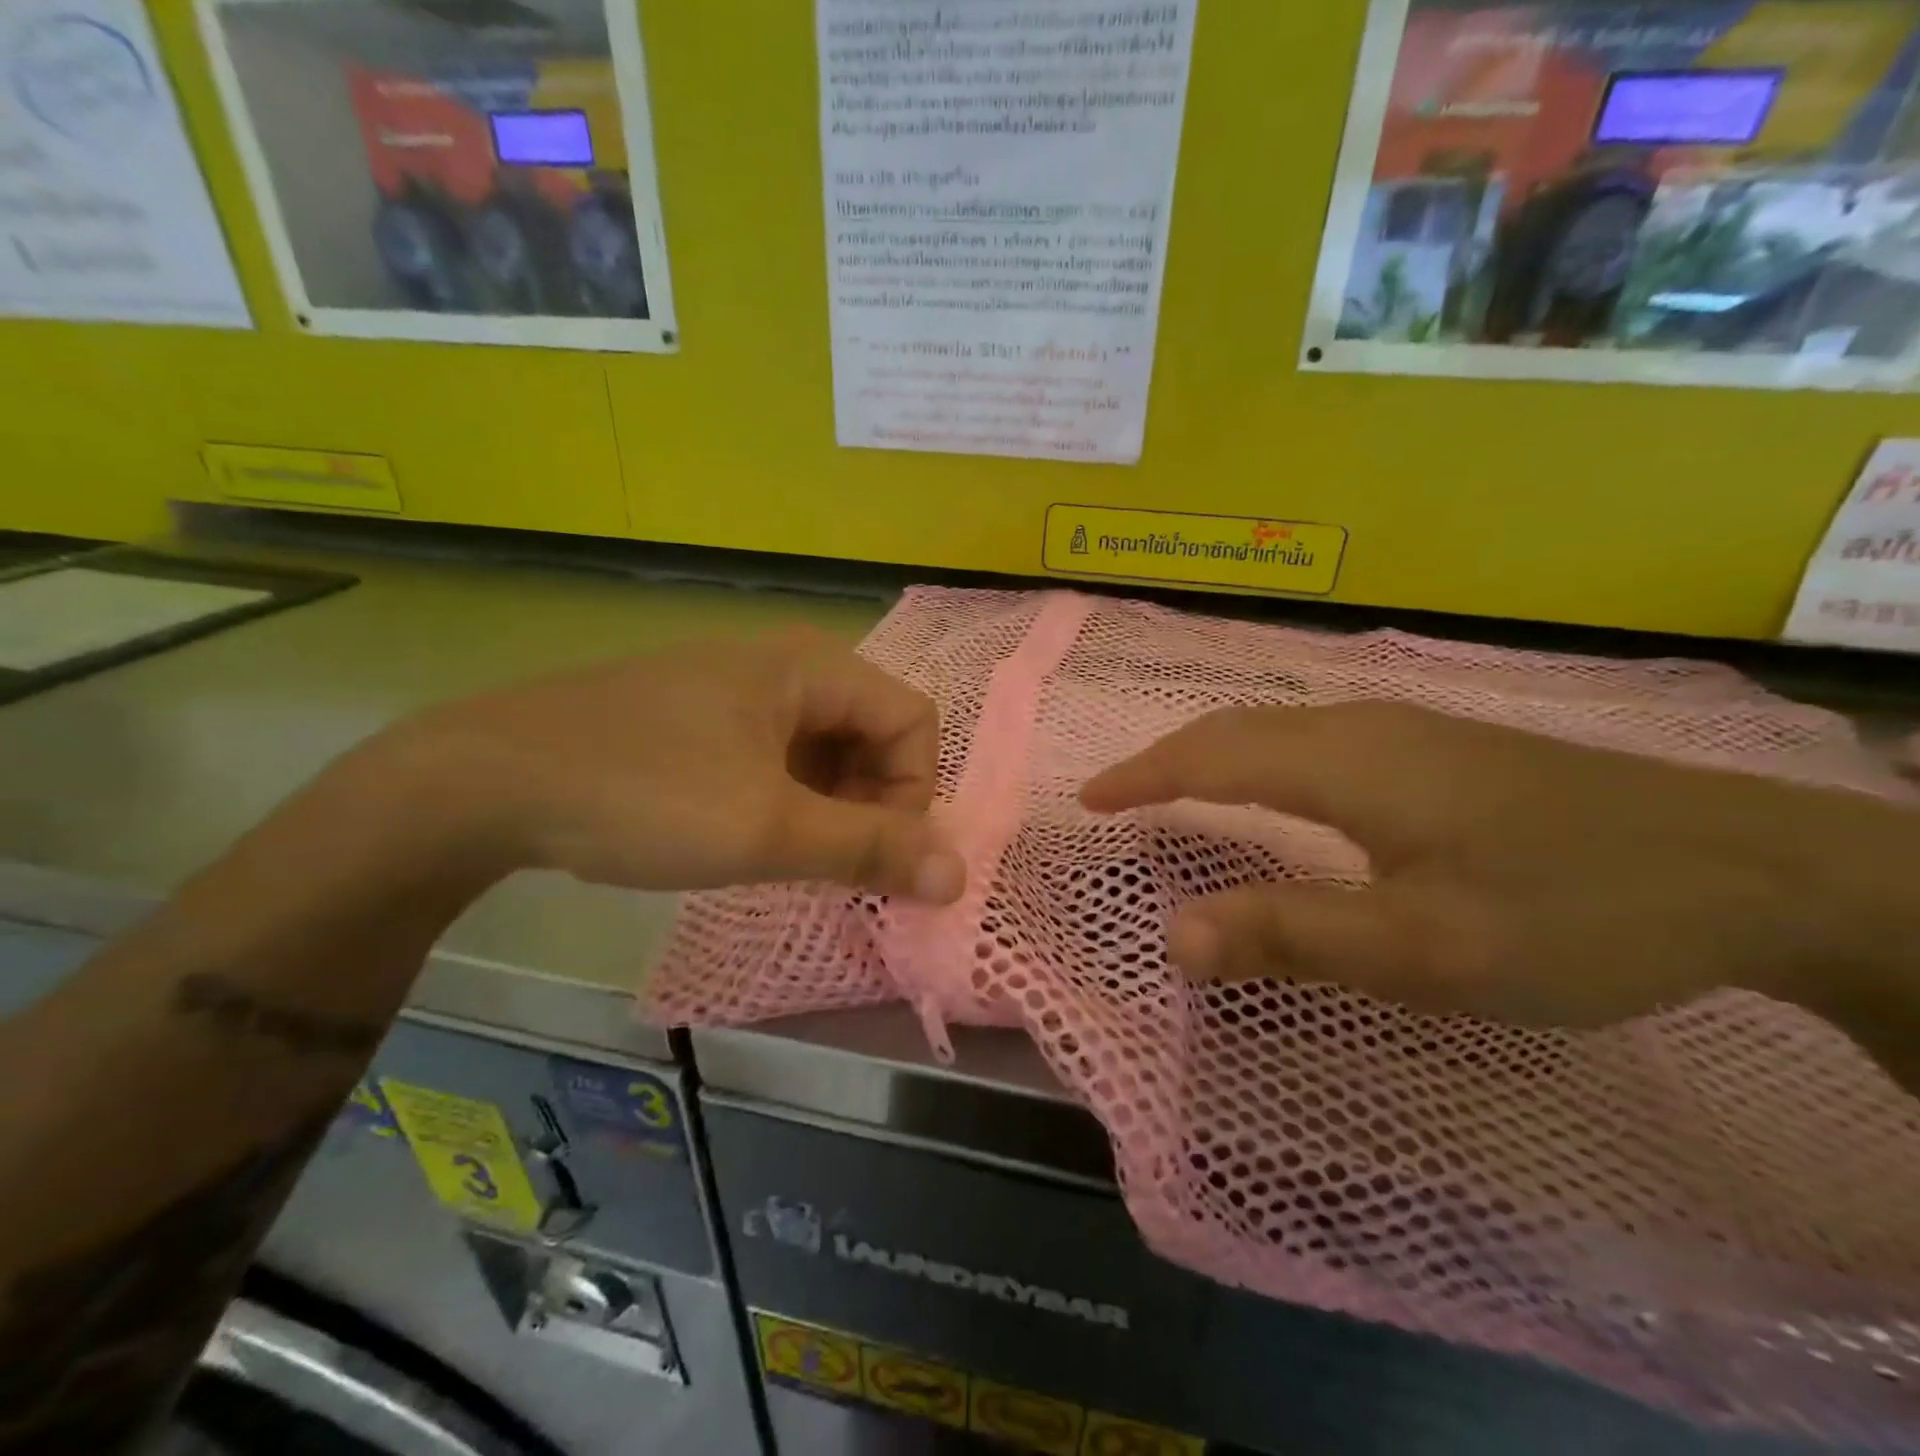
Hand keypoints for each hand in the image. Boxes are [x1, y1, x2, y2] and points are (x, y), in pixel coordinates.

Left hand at [372, 629, 965, 901]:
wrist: (486, 780)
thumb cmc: (644, 794)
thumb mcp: (768, 829)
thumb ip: (870, 850)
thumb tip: (959, 875)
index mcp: (812, 666)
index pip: (913, 721)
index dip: (913, 793)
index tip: (876, 856)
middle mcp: (784, 663)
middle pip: (872, 732)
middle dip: (870, 804)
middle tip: (832, 865)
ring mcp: (737, 687)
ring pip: (823, 747)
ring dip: (828, 807)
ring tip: (789, 857)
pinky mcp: (700, 716)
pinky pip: (776, 753)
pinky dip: (785, 799)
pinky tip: (747, 834)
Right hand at [1081, 702, 1916, 1029]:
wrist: (1751, 869)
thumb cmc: (1569, 912)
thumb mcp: (1422, 948)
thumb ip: (1290, 935)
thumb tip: (1171, 935)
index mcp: (1343, 763)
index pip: (1209, 755)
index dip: (1142, 775)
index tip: (1089, 799)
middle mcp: (1361, 726)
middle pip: (1236, 728)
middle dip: (1165, 759)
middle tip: (1117, 797)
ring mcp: (1405, 729)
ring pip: (1275, 727)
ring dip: (1211, 753)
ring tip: (1171, 790)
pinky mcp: (1437, 747)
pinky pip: (1312, 737)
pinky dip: (1259, 756)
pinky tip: (1272, 786)